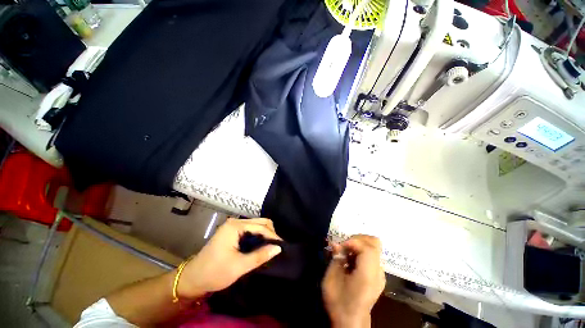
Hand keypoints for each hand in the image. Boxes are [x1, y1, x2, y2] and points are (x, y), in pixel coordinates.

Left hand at [176, 218, 281, 298]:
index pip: (260, 226)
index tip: (282, 246)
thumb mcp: (239, 266)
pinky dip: (258, 236)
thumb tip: (278, 248)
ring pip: (256, 225)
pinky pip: (251, 230)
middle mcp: (235, 222)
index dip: (272, 235)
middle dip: (270, 232)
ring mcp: (233, 226)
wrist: (192, 279)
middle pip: (259, 222)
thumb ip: (260, 256)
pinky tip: (262, 245)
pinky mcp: (232, 232)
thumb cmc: (214, 272)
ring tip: (271, 246)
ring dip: (265, 234)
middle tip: (277, 246)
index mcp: (235, 226)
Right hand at [322, 235, 385, 327]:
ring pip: (373, 246)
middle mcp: (378, 272)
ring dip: (358, 244)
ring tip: (347, 253)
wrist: (351, 321)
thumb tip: (336, 244)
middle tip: (344, 247)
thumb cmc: (339, 301)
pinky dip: (360, 250)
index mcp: (368, 275)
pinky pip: (371, 254)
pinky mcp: (378, 274)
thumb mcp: (332, 278)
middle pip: (374, 242)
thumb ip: (336, 258)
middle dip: (357, 239)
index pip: (368, 248)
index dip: (353, 242)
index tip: (340, 247)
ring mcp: (380, 273)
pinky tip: (351, 260)